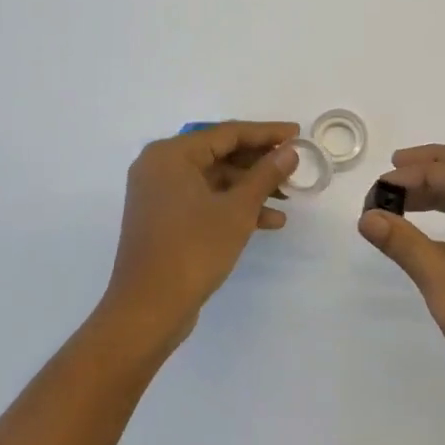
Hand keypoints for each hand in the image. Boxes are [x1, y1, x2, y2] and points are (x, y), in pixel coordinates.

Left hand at [101, 121, 299, 354]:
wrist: (148, 311)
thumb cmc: (193, 250)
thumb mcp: (237, 210)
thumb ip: (265, 175)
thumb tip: (290, 150)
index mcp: (171, 154)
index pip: (227, 133)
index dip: (266, 133)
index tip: (297, 133)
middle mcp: (160, 166)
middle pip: (220, 154)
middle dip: (260, 163)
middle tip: (294, 166)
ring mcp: (160, 194)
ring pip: (215, 179)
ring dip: (251, 188)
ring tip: (288, 198)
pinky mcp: (164, 218)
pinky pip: (204, 199)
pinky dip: (232, 206)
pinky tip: (268, 221)